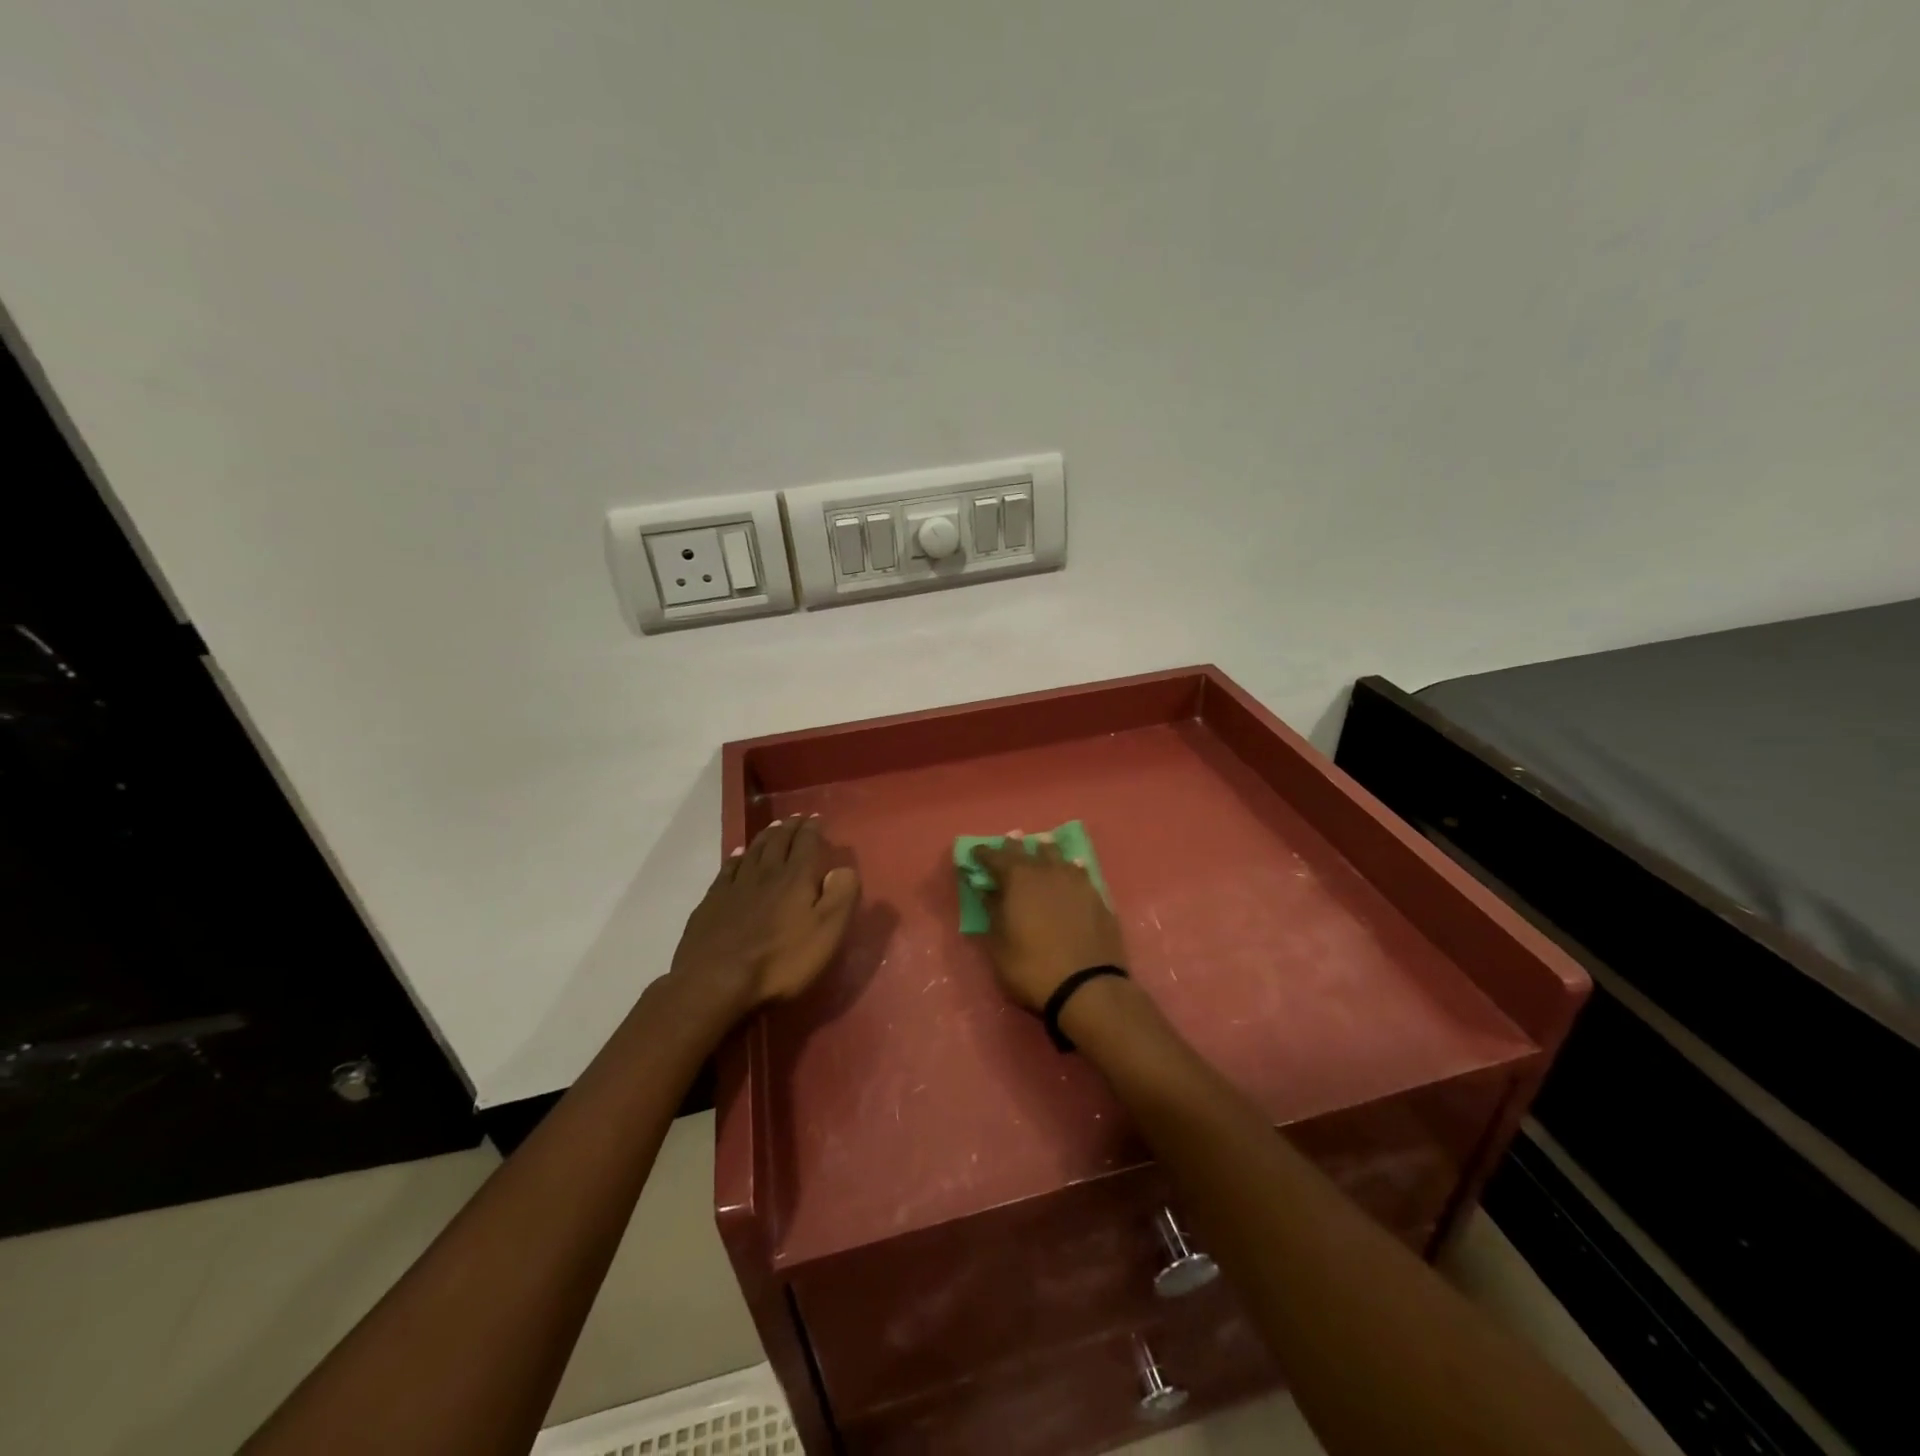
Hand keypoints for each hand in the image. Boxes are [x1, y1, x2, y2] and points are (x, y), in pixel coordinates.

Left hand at [670, 815, 861, 1012]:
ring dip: (767, 836)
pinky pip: (728, 869)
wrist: (716, 981)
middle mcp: (766, 873)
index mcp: (796, 878)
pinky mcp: (713, 901)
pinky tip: (739, 854)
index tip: (817, 818)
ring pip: (754, 851)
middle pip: (779, 842)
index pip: (807, 844)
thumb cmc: (780, 961)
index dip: (813, 830)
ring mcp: (736, 886)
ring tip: (774, 827)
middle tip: (797, 818)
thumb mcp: (826, 933)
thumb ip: (841, 896)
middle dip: (791, 828)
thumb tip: (843, 868)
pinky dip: (737, 857)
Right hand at [969, 833, 1125, 1012]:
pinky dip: (1070, 868)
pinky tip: (1071, 869)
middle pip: (1027, 850)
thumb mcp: (999, 946)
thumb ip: (993, 912)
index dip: (983, 854)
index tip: (975, 853)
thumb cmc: (1032, 968)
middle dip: (1014, 847)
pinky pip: (1079, 872)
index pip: (996, 857)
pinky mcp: (1097, 896)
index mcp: (1018, 879)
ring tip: (1040, 847)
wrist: (1087, 987)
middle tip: (1007, 843)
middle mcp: (1047, 871)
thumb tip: (987, 891)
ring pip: (1057, 856)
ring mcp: (1076, 881)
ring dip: (1045, 851)